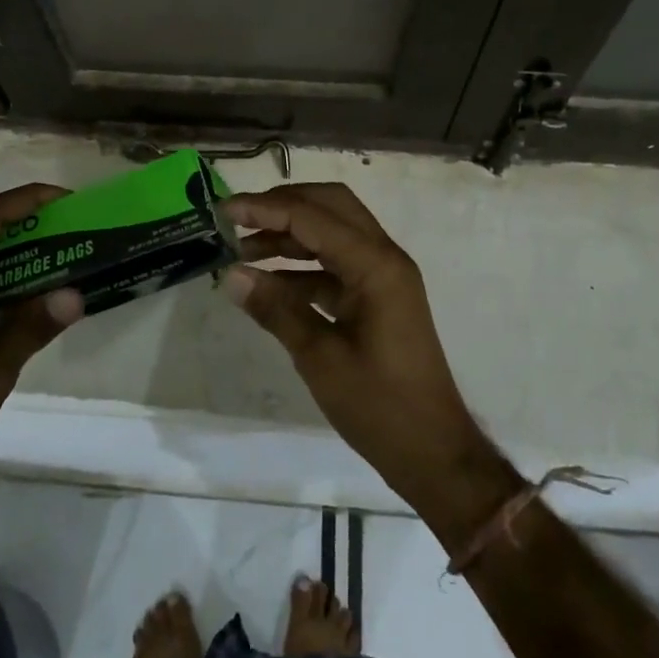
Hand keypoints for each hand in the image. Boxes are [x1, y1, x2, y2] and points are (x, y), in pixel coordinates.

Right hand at [219, 184, 498, 514]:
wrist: (433, 452)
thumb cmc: (380, 407)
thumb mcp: (320, 358)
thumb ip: (276, 310)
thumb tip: (231, 275)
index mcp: (376, 265)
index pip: (314, 217)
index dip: (266, 209)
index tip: (224, 210)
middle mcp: (384, 258)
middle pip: (330, 207)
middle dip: (283, 205)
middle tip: (238, 219)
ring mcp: (383, 276)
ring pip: (333, 232)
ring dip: (290, 234)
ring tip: (243, 250)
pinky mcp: (377, 296)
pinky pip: (336, 264)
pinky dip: (302, 266)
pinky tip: (268, 282)